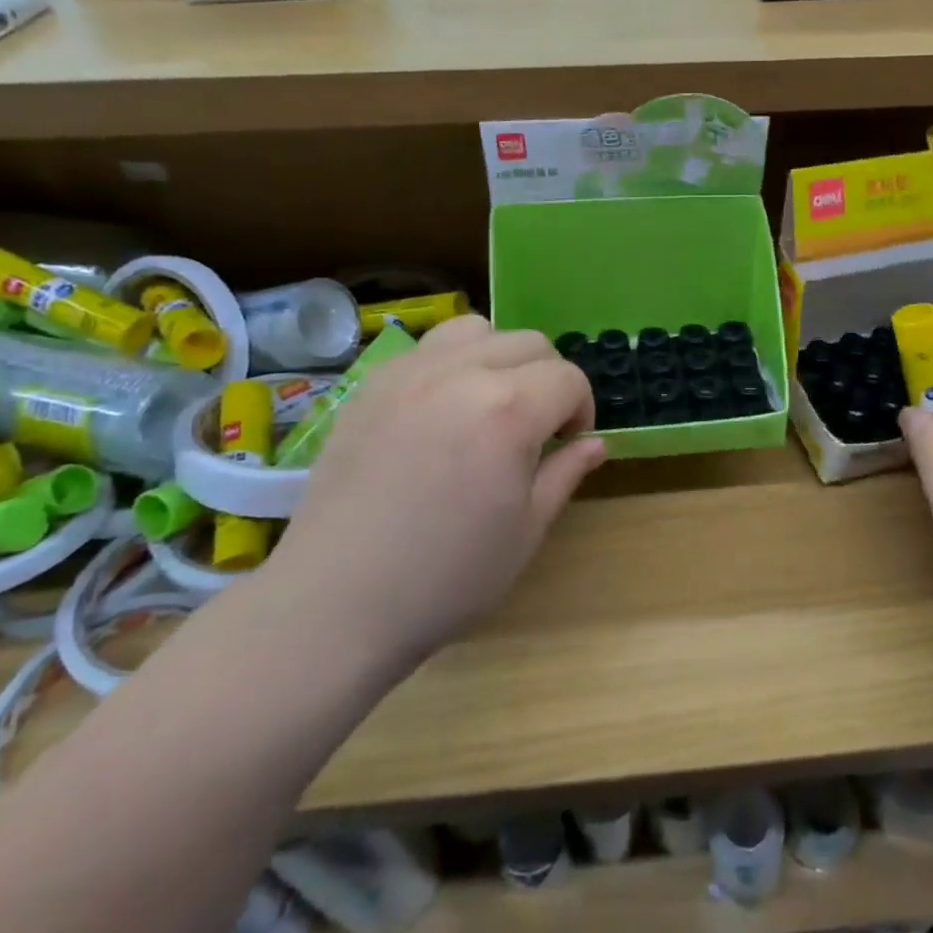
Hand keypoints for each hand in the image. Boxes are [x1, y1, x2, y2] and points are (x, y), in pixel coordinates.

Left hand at [272, 315, 606, 674]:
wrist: (336, 602)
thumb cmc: (446, 577)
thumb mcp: (526, 531)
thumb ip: (566, 472)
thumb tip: (596, 443)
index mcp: (508, 410)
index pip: (568, 378)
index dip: (581, 408)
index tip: (569, 443)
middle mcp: (460, 373)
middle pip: (529, 343)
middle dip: (548, 378)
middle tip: (536, 428)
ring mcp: (408, 373)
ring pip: (475, 330)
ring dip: (498, 358)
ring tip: (488, 405)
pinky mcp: (369, 385)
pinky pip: (425, 349)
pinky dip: (450, 364)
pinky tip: (439, 413)